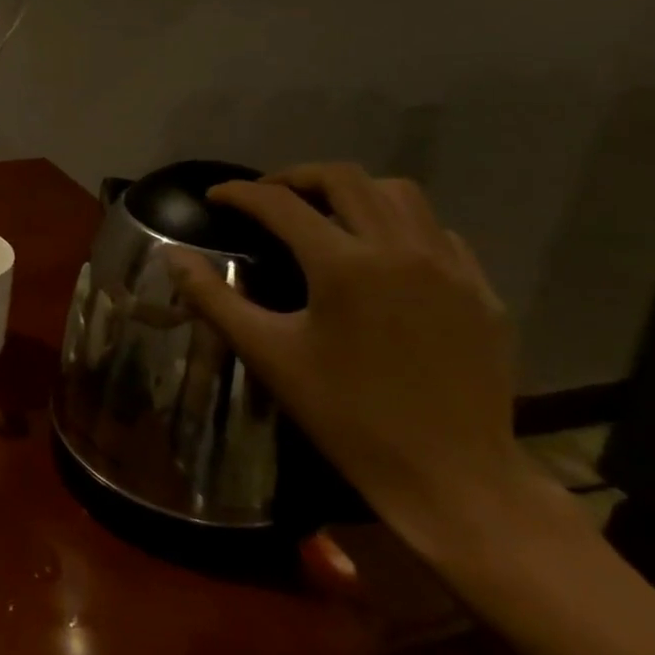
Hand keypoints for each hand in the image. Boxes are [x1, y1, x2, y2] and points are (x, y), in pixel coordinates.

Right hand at [169, 163, 531, 554]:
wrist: (451, 477)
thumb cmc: (346, 415)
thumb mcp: (268, 354)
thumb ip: (214, 297)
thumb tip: (173, 257)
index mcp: (344, 265)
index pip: (280, 204)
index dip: (240, 193)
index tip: (214, 197)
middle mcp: (400, 250)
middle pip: (345, 178)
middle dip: (296, 177)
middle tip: (266, 196)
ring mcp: (450, 268)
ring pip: (400, 195)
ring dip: (353, 192)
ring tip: (324, 214)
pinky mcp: (481, 292)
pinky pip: (438, 232)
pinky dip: (399, 225)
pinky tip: (381, 255)